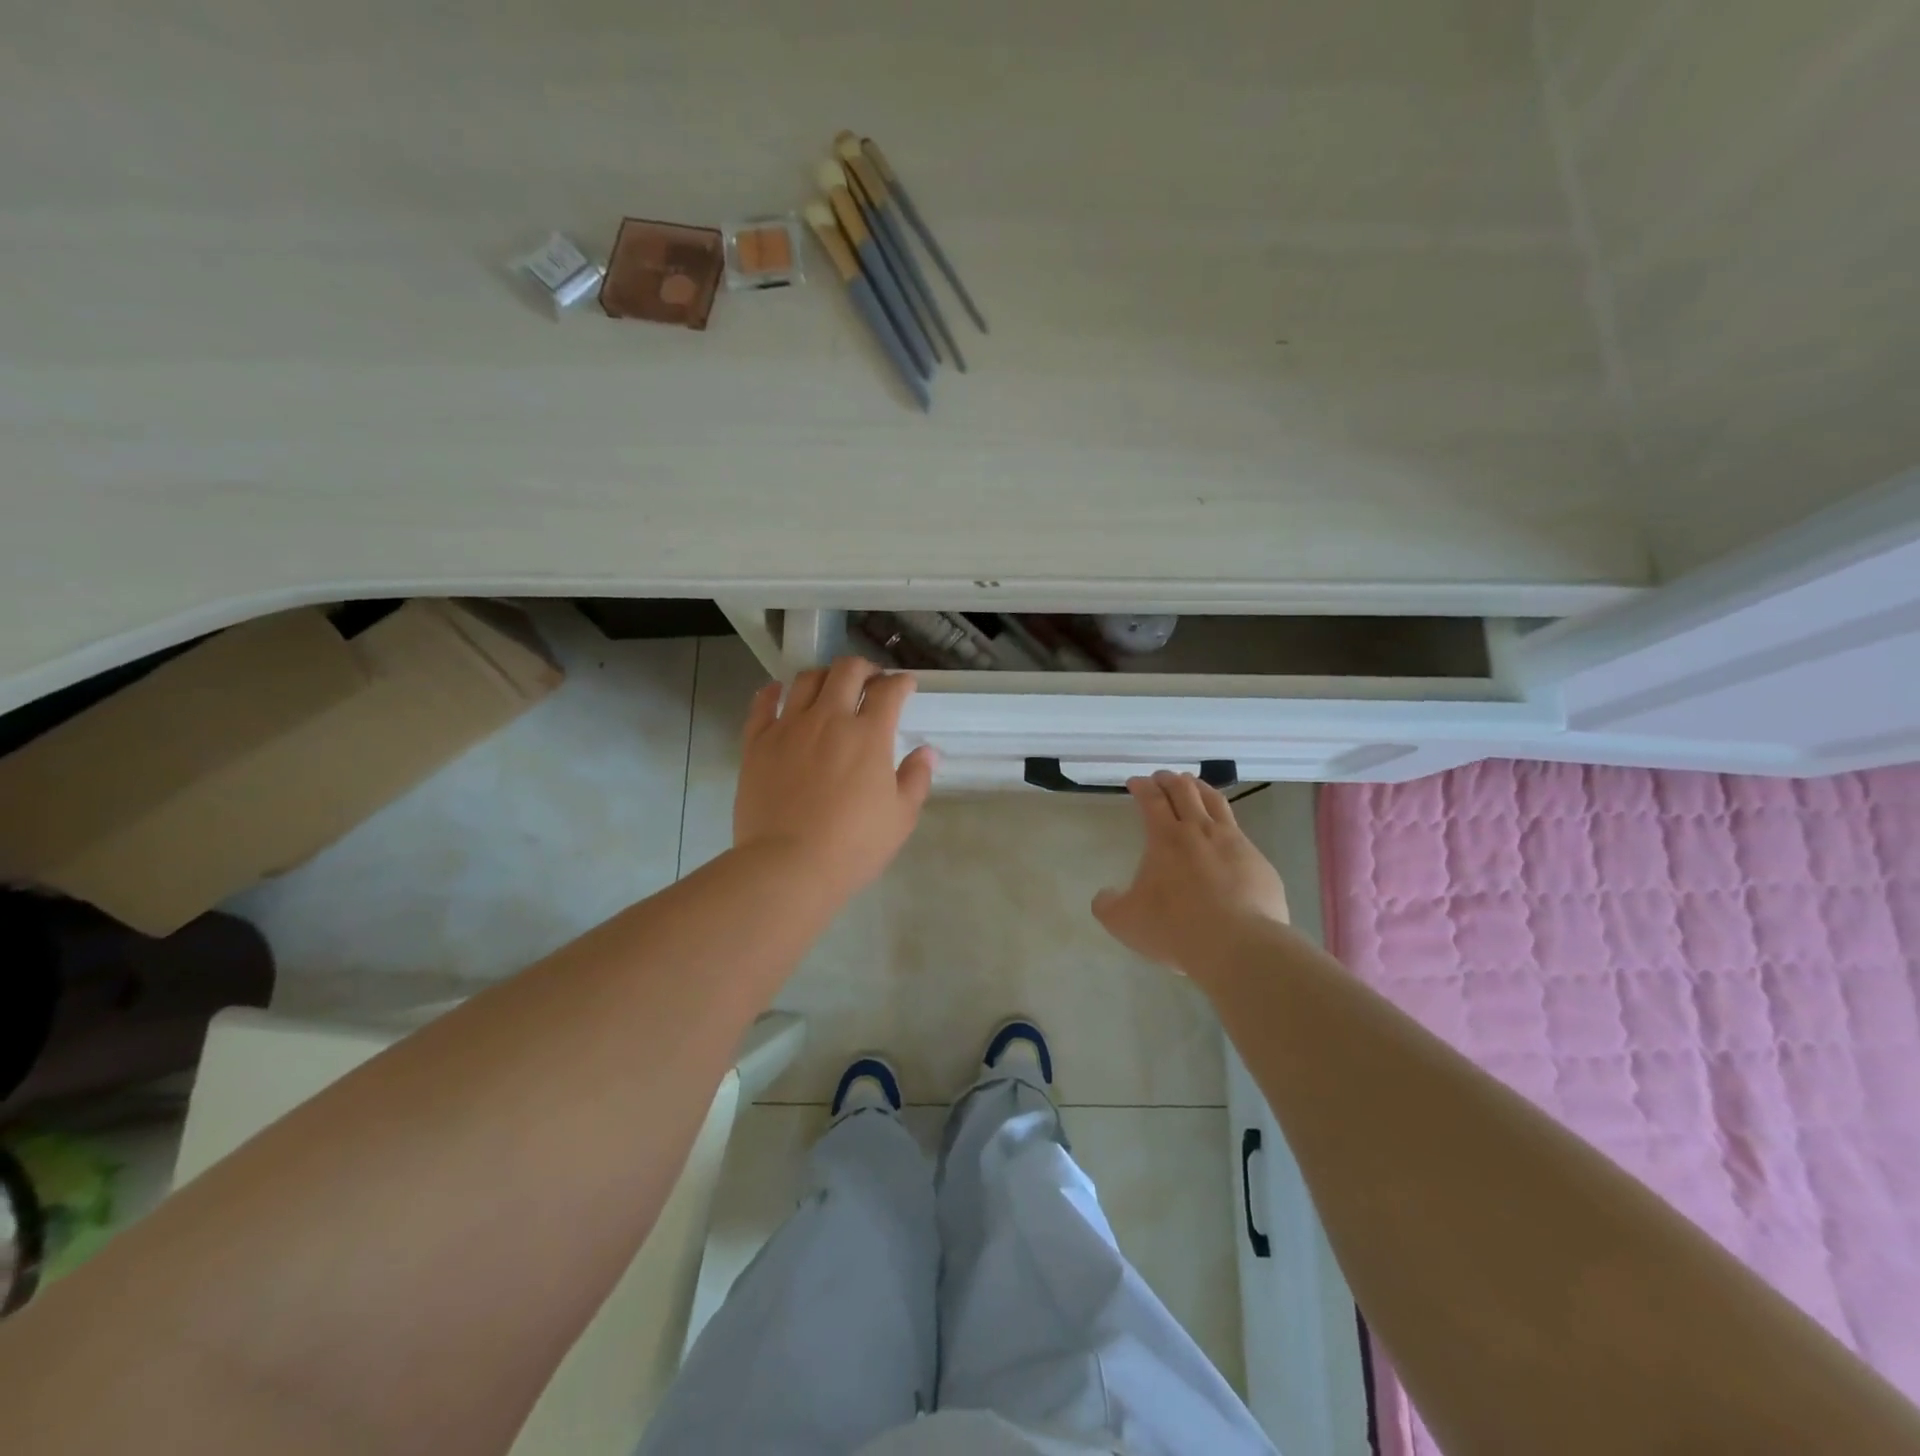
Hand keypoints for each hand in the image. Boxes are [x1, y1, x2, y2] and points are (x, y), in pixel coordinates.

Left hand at [733, 657, 936, 902]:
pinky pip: (762, 704)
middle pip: (847, 671)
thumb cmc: (852, 846)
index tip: (905, 686)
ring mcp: (788, 727)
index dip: (901, 683)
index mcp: (868, 735)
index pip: (888, 691)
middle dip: (864, 669)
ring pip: (806, 679)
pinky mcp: (756, 743)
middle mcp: (828, 719)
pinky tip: (778, 692)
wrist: (787, 867)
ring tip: (830, 688)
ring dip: (824, 676)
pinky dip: (772, 692)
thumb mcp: (900, 818)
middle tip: (870, 682)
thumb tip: (926, 752)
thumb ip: (916, 779)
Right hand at [1093, 772, 1289, 980]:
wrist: (1239, 946)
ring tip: (1194, 786)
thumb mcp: (1125, 922)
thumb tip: (1104, 895)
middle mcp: (1200, 831)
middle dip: (1169, 779)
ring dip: (1200, 788)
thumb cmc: (1175, 928)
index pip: (1151, 799)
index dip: (1142, 786)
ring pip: (1216, 802)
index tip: (1135, 782)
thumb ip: (1108, 905)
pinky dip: (1226, 825)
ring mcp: (1234, 843)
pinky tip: (1224, 836)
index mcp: (1166, 838)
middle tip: (1161, 778)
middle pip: (1185, 790)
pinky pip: (1240, 833)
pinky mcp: (1258, 862)